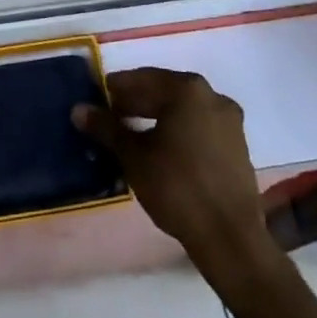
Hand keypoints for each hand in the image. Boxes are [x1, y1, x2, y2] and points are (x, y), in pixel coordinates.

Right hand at [73, 68, 271, 277]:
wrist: (230, 239)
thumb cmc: (177, 187)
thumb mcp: (134, 156)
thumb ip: (106, 128)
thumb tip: (78, 109)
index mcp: (188, 90)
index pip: (143, 78)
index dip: (117, 88)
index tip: (98, 98)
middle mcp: (212, 96)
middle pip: (165, 92)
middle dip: (137, 103)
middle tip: (111, 117)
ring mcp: (229, 122)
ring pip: (183, 110)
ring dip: (157, 117)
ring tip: (131, 135)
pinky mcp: (237, 147)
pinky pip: (199, 127)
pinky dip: (177, 131)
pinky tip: (160, 150)